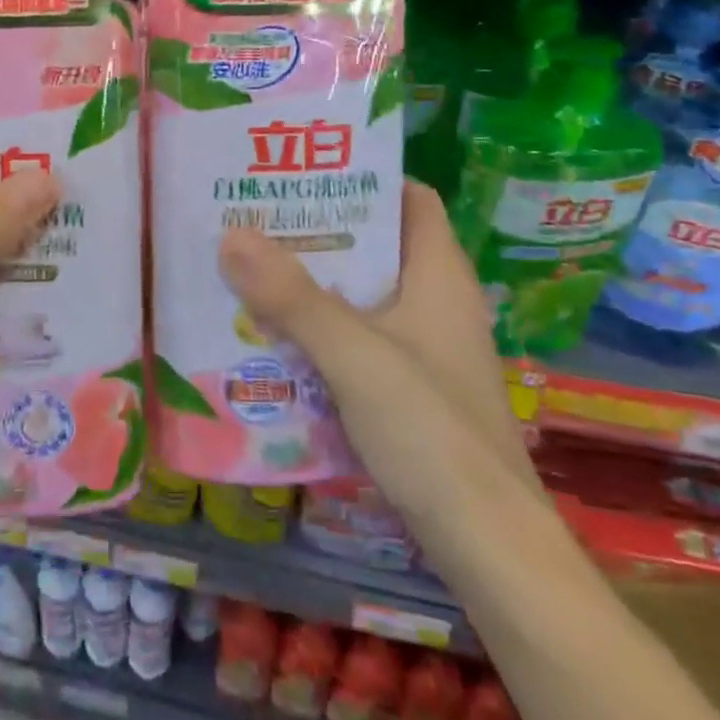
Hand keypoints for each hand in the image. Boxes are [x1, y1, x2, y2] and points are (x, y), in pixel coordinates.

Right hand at [218, 180, 537, 526]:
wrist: (488, 549)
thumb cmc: (432, 432)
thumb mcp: (355, 355)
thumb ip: (293, 297)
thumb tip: (231, 234)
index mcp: (439, 274)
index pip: (408, 198)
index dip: (362, 176)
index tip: (301, 170)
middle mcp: (434, 302)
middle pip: (374, 244)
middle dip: (316, 229)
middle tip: (254, 215)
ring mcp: (421, 349)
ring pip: (359, 295)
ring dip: (309, 283)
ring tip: (248, 264)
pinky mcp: (406, 390)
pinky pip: (353, 339)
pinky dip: (316, 330)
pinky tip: (269, 334)